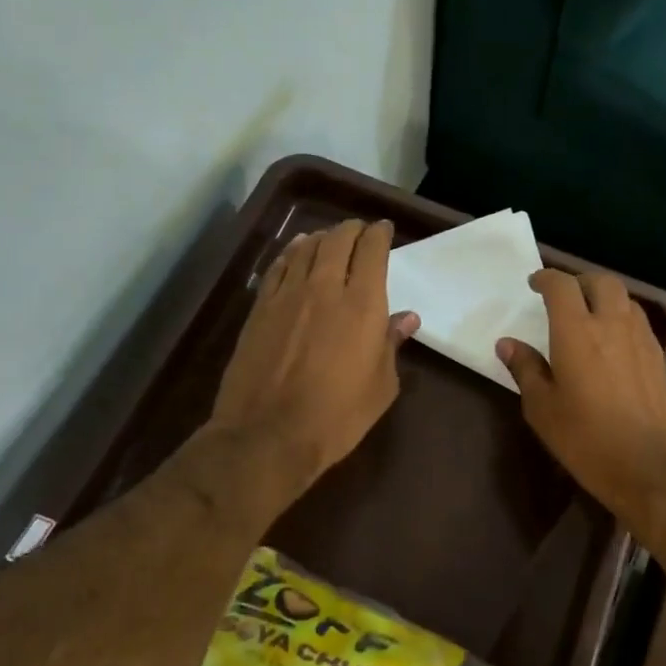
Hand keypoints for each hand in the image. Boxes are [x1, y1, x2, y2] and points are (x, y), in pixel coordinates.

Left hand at [210, 219, 417, 497]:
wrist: (268, 434)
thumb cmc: (337, 417)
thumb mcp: (381, 387)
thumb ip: (391, 345)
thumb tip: (405, 319)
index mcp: (363, 305)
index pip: (373, 251)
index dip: (380, 235)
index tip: (384, 231)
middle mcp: (325, 288)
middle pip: (338, 240)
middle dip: (352, 230)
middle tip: (360, 232)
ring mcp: (288, 295)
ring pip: (306, 248)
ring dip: (322, 237)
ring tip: (330, 238)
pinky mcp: (260, 308)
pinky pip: (279, 266)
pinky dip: (292, 252)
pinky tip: (296, 252)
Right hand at [496, 268, 665, 523]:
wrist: (654, 466)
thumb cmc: (588, 439)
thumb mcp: (543, 409)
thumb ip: (526, 370)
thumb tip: (507, 344)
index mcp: (577, 331)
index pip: (561, 286)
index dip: (546, 278)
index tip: (534, 284)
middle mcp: (613, 324)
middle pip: (601, 282)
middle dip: (580, 281)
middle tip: (564, 297)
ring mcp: (642, 340)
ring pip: (625, 299)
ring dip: (605, 298)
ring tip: (590, 316)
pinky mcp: (661, 359)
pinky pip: (639, 323)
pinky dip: (623, 319)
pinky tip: (614, 343)